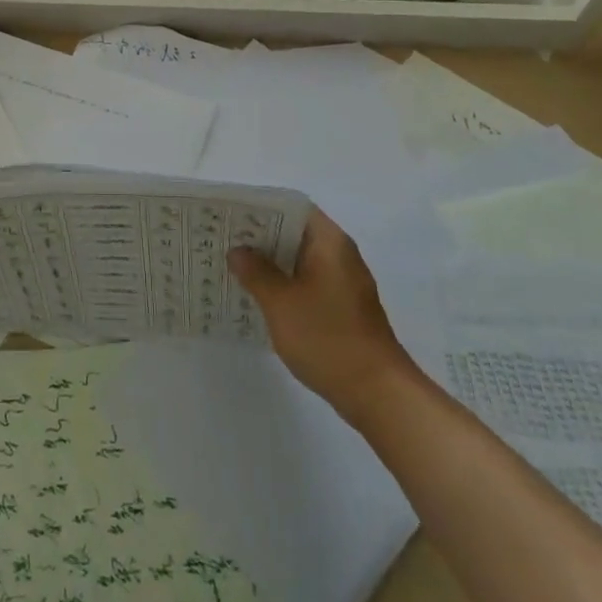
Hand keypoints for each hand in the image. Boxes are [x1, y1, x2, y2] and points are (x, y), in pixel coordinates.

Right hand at [229, 208, 412, 404]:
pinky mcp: (342, 308)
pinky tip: (258, 297)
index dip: (261, 208)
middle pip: (294, 232)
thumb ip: (256, 272)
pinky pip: (306, 282)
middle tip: (223, 240)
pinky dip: (283, 284)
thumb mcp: (281, 302)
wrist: (378, 394)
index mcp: (329, 243)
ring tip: (233, 266)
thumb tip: (238, 251)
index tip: (231, 214)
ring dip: (270, 263)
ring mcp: (343, 283)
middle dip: (260, 236)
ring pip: (299, 260)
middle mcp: (339, 255)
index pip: (292, 208)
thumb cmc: (327, 338)